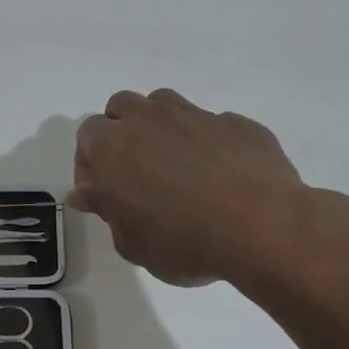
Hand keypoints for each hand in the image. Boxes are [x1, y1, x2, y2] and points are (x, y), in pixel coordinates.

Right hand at [69, 89, 341, 290]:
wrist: (262, 228)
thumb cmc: (182, 242)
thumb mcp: (130, 243)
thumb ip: (106, 211)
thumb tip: (88, 193)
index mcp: (112, 147)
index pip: (86, 136)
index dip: (90, 163)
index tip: (102, 191)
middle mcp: (149, 120)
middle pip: (121, 107)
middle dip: (120, 132)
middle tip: (133, 171)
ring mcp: (196, 115)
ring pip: (163, 104)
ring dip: (159, 127)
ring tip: (173, 164)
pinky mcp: (237, 123)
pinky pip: (210, 124)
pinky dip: (205, 142)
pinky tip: (218, 173)